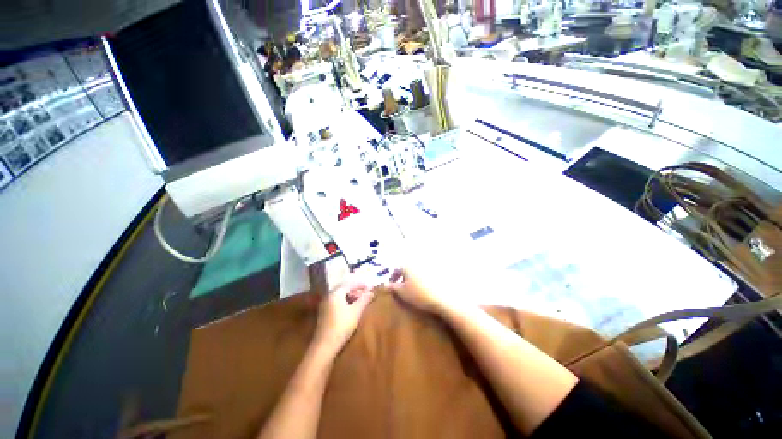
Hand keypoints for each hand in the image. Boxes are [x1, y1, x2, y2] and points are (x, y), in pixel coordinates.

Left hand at [313, 281, 374, 353]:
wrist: (325, 345)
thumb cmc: (342, 325)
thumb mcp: (356, 311)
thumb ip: (364, 300)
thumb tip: (371, 292)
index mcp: (335, 293)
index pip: (349, 284)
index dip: (360, 285)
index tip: (369, 286)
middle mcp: (329, 296)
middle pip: (344, 289)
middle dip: (355, 290)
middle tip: (365, 293)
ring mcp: (325, 305)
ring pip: (340, 296)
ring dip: (350, 296)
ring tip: (360, 300)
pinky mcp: (324, 313)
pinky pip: (337, 302)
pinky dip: (345, 302)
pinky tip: (351, 308)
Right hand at [388, 266, 460, 314]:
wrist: (443, 298)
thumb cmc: (419, 294)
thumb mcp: (403, 293)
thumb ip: (393, 288)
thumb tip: (385, 285)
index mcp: (407, 265)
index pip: (397, 269)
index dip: (393, 277)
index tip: (391, 284)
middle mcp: (417, 263)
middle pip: (407, 268)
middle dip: (403, 276)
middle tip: (402, 287)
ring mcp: (428, 266)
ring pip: (417, 271)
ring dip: (413, 278)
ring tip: (413, 288)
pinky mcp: (438, 272)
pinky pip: (426, 274)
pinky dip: (422, 279)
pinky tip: (423, 287)